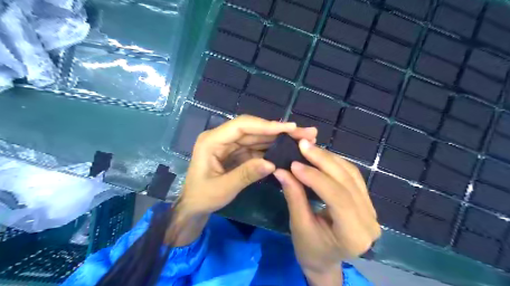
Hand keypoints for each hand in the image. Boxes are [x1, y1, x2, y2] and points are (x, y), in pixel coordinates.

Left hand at [168, 115, 317, 245]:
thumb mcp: (222, 189)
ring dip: (279, 139)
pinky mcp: (237, 153)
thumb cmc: (202, 197)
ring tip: (302, 139)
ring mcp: (231, 145)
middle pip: (254, 130)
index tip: (289, 128)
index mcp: (212, 141)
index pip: (242, 126)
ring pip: (258, 138)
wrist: (193, 207)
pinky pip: (257, 149)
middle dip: (279, 131)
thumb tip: (272, 164)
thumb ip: (246, 175)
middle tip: (305, 132)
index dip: (266, 125)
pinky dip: (272, 150)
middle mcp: (222, 138)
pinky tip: (287, 150)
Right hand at [273, 138, 379, 283]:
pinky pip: (352, 175)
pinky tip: (320, 155)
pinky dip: (335, 163)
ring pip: (351, 174)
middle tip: (302, 144)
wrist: (325, 260)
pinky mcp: (365, 201)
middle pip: (347, 181)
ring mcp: (371, 209)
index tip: (294, 164)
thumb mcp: (299, 226)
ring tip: (309, 147)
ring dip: (329, 158)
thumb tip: (281, 170)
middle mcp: (369, 220)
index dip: (315, 177)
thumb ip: (293, 196)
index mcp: (354, 235)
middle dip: (323, 160)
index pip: (337, 197)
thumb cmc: (310, 250)